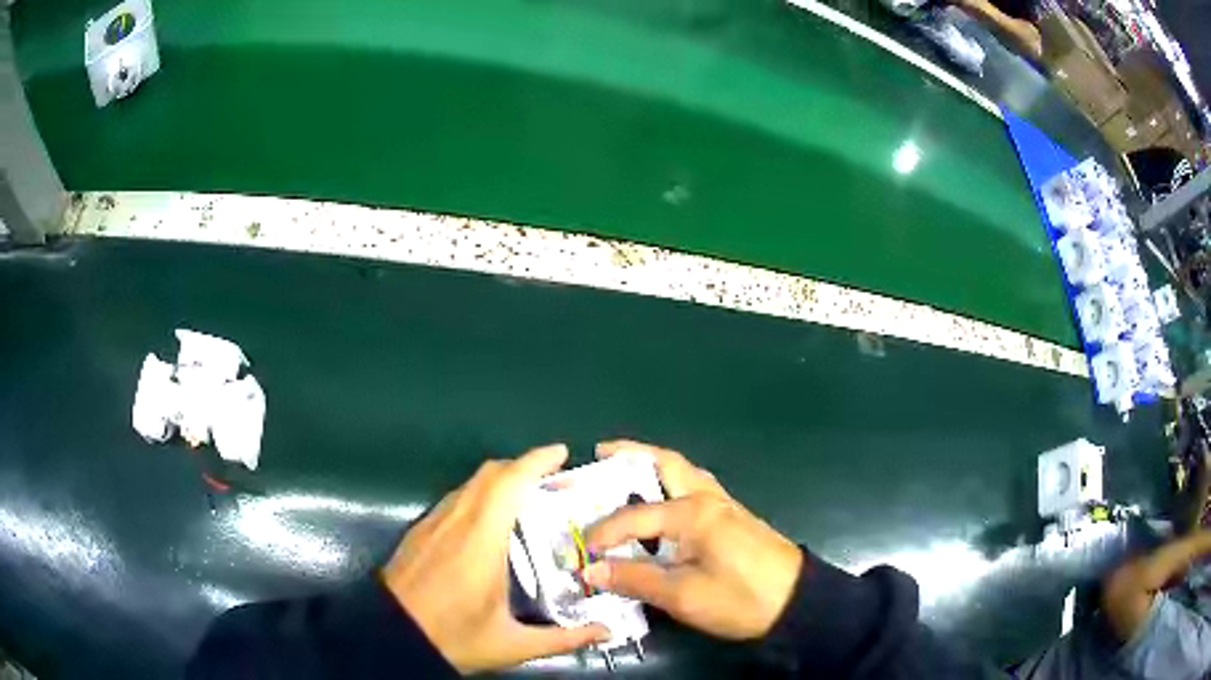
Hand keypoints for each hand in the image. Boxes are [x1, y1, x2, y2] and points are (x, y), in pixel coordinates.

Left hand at [381, 444, 608, 674]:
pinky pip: (455, 499)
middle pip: (489, 474)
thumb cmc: (451, 637)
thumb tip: (606, 633)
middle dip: (523, 467)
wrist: (388, 636)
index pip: (508, 484)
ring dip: (500, 479)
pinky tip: (488, 522)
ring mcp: (433, 523)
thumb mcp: (511, 645)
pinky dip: (479, 495)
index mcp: (481, 542)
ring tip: (526, 497)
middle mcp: (456, 522)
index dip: (536, 461)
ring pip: (470, 484)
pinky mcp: (419, 531)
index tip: (561, 452)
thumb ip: (562, 638)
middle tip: (554, 479)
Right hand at [583, 441, 802, 639]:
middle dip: (630, 455)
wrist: (797, 601)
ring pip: (683, 472)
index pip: (634, 516)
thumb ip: (635, 579)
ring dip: (652, 467)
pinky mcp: (734, 517)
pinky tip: (660, 506)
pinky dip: (670, 485)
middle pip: (665, 463)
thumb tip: (591, 569)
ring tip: (624, 474)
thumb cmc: (740, 598)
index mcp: (692, 513)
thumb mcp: (683, 596)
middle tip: (600, 454)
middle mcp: (707, 498)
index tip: (582, 553)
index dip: (603, 533)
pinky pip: (694, 488)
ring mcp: (724, 504)